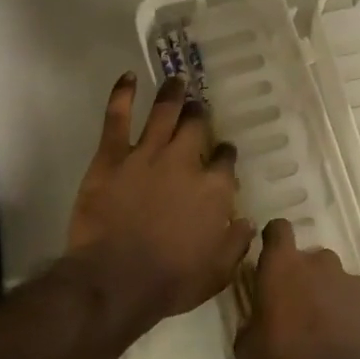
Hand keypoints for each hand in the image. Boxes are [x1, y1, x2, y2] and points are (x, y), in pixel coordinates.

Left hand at [67, 72, 253, 324]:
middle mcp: (185, 162)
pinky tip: (128, 77)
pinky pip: (117, 118)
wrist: (116, 280)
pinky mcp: (112, 157)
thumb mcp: (218, 272)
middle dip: (200, 115)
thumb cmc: (170, 281)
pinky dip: (123, 95)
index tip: (223, 151)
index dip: (225, 153)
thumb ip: (236, 242)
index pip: (225, 161)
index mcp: (213, 189)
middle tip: (198, 108)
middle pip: (196, 127)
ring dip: (172, 94)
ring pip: (164, 113)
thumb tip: (247, 221)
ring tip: (177, 79)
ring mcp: (147, 154)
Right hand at [236, 218, 359, 358]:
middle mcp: (319, 263)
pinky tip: (339, 341)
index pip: (278, 228)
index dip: (273, 240)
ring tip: (319, 328)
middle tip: (292, 308)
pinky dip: (344, 313)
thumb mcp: (246, 349)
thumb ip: (251, 319)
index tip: (268, 258)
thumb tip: (256, 316)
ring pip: (331, 279)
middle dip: (301, 275)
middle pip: (308, 258)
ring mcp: (349, 283)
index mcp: (283, 265)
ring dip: (324, 294)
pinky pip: (351, 301)